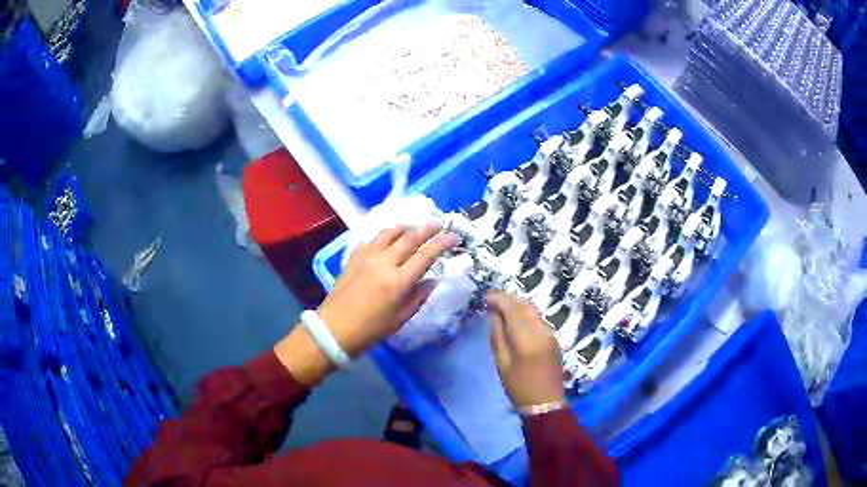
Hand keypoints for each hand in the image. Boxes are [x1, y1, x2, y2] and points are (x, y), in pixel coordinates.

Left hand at [317, 224, 457, 356]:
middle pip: (409, 238)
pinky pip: (371, 239)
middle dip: (427, 228)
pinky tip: (387, 238)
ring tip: (414, 226)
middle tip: (439, 223)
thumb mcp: (401, 318)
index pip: (426, 255)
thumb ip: (419, 296)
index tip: (454, 236)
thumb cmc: (372, 329)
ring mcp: (366, 257)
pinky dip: (384, 235)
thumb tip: (433, 280)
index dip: (442, 243)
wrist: (335, 328)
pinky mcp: (354, 257)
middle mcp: (384, 263)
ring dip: (405, 227)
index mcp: (398, 281)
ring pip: (389, 233)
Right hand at [487, 291, 565, 408]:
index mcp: (526, 338)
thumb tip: (494, 314)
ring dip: (517, 305)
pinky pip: (538, 318)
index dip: (499, 299)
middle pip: (524, 305)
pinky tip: (516, 318)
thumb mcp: (501, 363)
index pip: (512, 308)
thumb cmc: (518, 386)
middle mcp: (541, 330)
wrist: (545, 402)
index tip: (486, 296)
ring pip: (533, 310)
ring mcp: (550, 333)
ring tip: (501, 307)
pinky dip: (525, 313)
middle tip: (492, 300)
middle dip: (508, 299)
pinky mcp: (554, 337)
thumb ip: (497, 335)